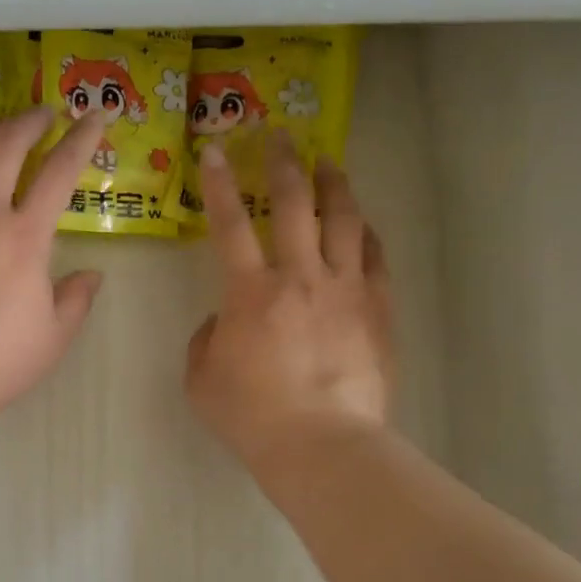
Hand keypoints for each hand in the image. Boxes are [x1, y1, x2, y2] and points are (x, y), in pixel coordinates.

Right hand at [186, 131, 395, 471]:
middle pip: (294, 203)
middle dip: (282, 162)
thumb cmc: (252, 416)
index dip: (218, 183)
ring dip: (333, 183)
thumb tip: (227, 319)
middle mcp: (301, 277)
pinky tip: (360, 223)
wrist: (321, 445)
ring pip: (344, 219)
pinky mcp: (378, 309)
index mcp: (251, 292)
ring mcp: (346, 289)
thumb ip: (208, 338)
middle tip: (278, 135)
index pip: (230, 224)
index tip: (213, 150)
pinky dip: (364, 232)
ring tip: (327, 161)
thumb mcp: (202, 378)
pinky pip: (374, 257)